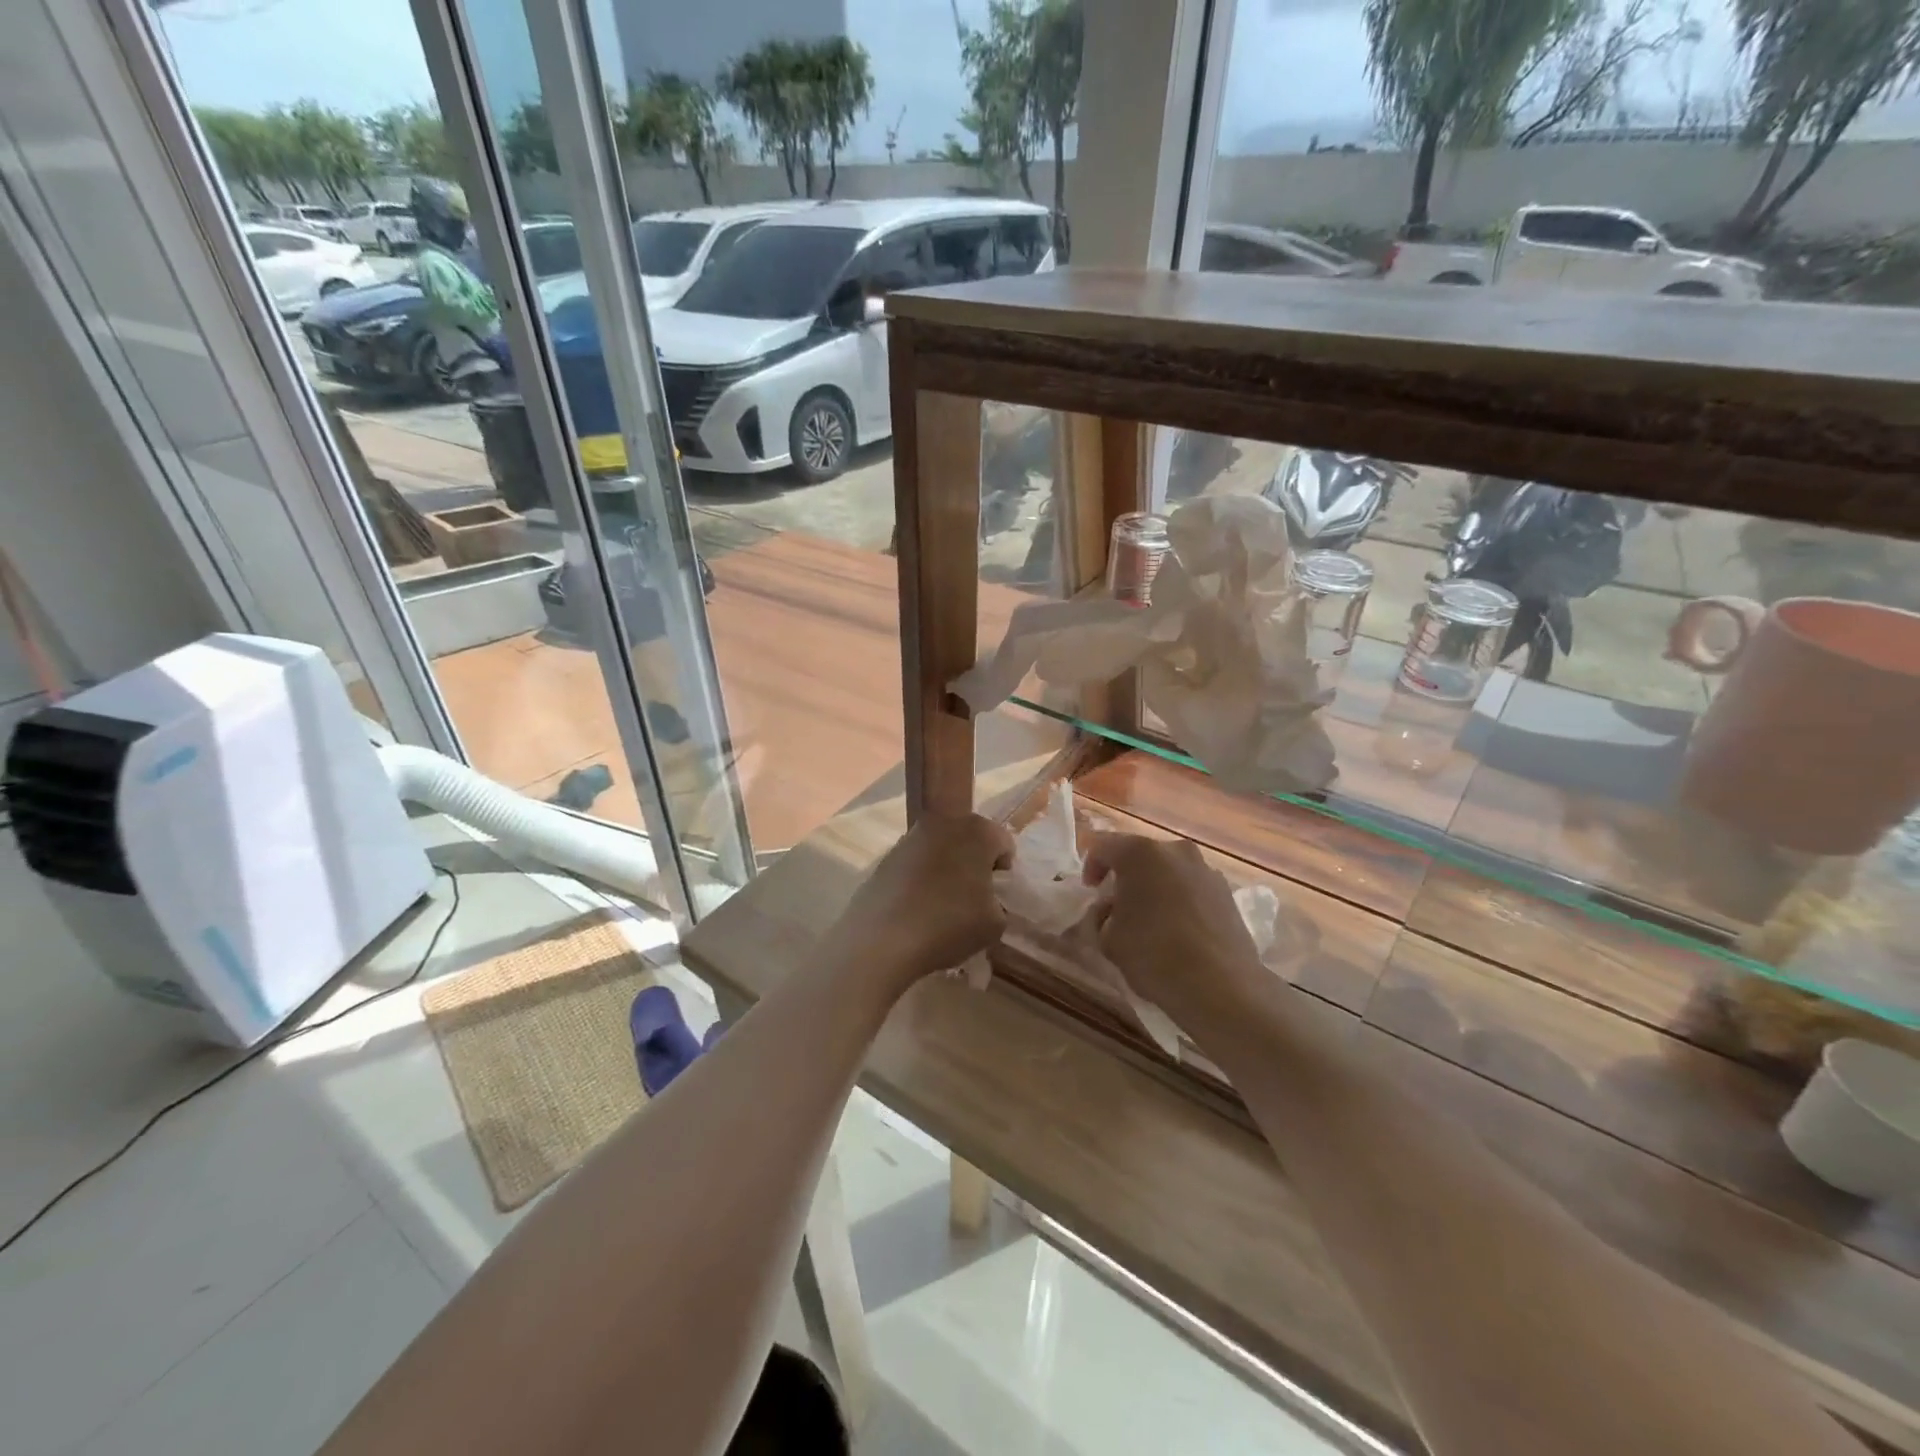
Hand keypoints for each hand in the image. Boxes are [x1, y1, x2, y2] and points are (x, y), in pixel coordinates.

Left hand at [830, 814, 1013, 992]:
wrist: (882, 938)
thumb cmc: (949, 924)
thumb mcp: (995, 924)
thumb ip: (999, 904)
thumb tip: (986, 900)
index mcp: (977, 831)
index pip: (1003, 844)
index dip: (1004, 872)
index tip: (996, 897)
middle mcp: (944, 823)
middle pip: (969, 841)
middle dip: (974, 865)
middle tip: (973, 900)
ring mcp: (910, 837)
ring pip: (940, 851)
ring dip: (946, 870)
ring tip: (942, 907)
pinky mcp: (886, 856)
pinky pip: (915, 865)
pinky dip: (920, 880)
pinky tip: (917, 909)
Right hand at [1081, 833, 1272, 1030]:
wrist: (1221, 987)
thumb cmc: (1154, 955)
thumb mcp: (1108, 939)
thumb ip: (1101, 917)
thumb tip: (1110, 910)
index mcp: (1140, 853)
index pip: (1103, 846)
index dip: (1091, 866)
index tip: (1090, 890)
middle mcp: (1175, 851)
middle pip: (1141, 856)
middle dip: (1126, 876)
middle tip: (1117, 905)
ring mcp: (1206, 870)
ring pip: (1170, 871)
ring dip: (1156, 888)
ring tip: (1151, 921)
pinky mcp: (1228, 893)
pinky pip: (1192, 888)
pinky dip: (1180, 901)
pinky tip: (1178, 932)